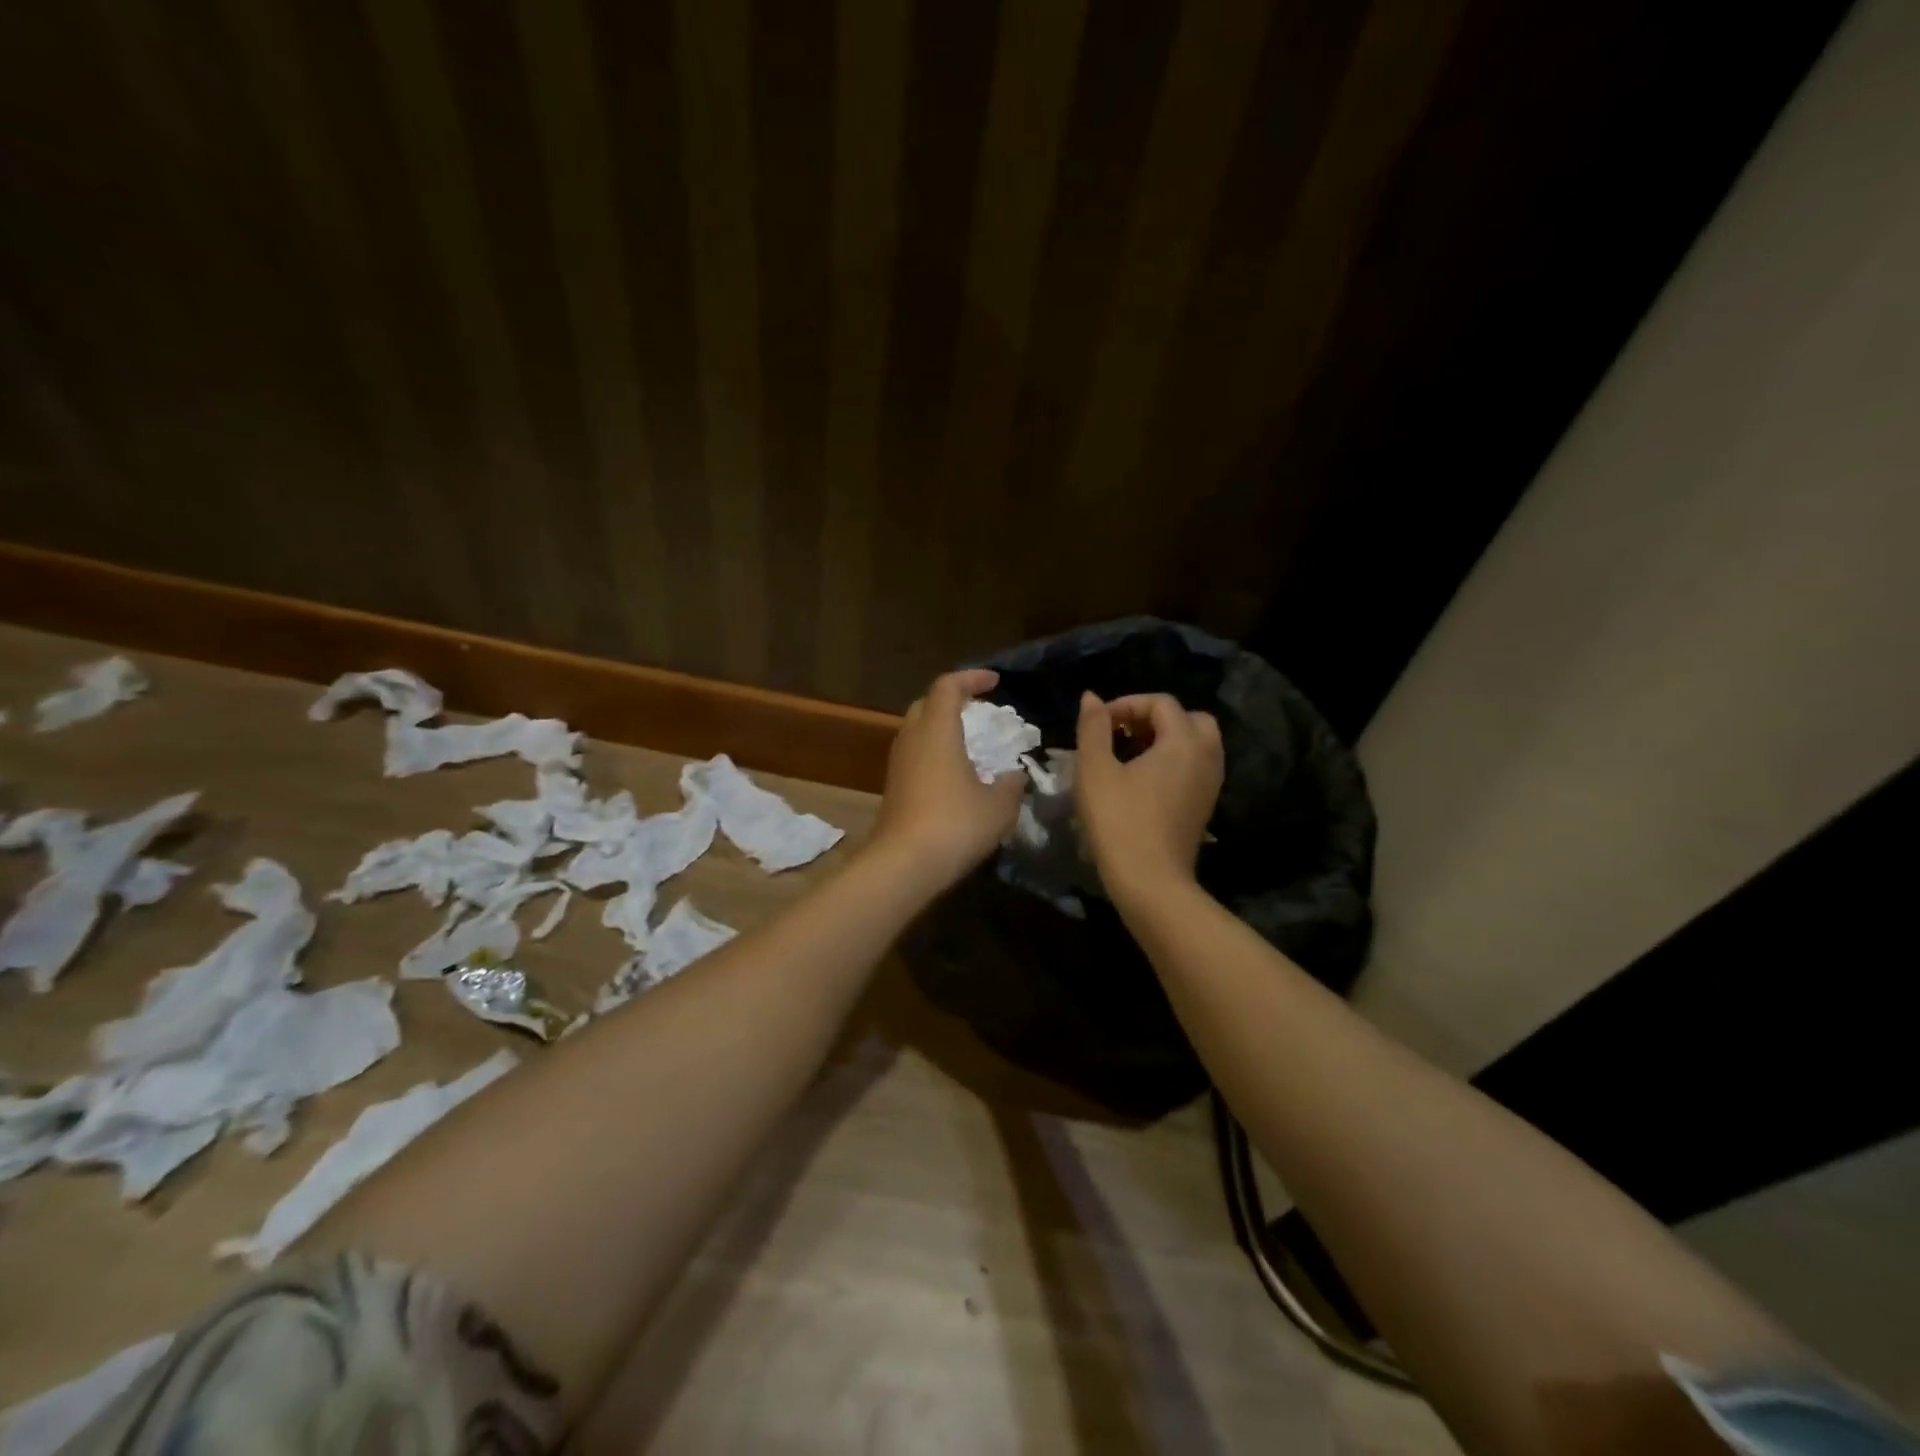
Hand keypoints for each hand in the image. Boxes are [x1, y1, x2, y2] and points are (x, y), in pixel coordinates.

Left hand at [869, 669, 1026, 891]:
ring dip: (942, 728)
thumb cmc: (955, 824)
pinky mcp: (893, 787)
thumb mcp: (999, 806)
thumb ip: (1012, 785)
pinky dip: (935, 753)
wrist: (903, 865)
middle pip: (926, 704)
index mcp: (937, 730)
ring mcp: (898, 764)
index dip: (971, 678)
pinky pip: (915, 755)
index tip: (995, 682)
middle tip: (981, 710)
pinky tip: (956, 775)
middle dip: (953, 700)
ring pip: (918, 731)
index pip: (948, 686)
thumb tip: (1015, 776)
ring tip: (971, 743)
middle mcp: (912, 739)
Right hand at [1075, 691, 1222, 894]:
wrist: (1151, 881)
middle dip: (1154, 719)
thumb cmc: (1119, 821)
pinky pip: (1195, 767)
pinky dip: (1173, 761)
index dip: (1127, 705)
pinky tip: (1143, 780)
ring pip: (1195, 744)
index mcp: (1184, 741)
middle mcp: (1207, 756)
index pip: (1161, 704)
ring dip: (1165, 740)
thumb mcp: (1095, 770)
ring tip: (1129, 755)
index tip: (1099, 724)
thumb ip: (1094, 727)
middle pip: (1188, 719)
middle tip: (1122, 734)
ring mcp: (1211, 783)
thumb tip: (1091, 697)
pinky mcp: (1205, 805)